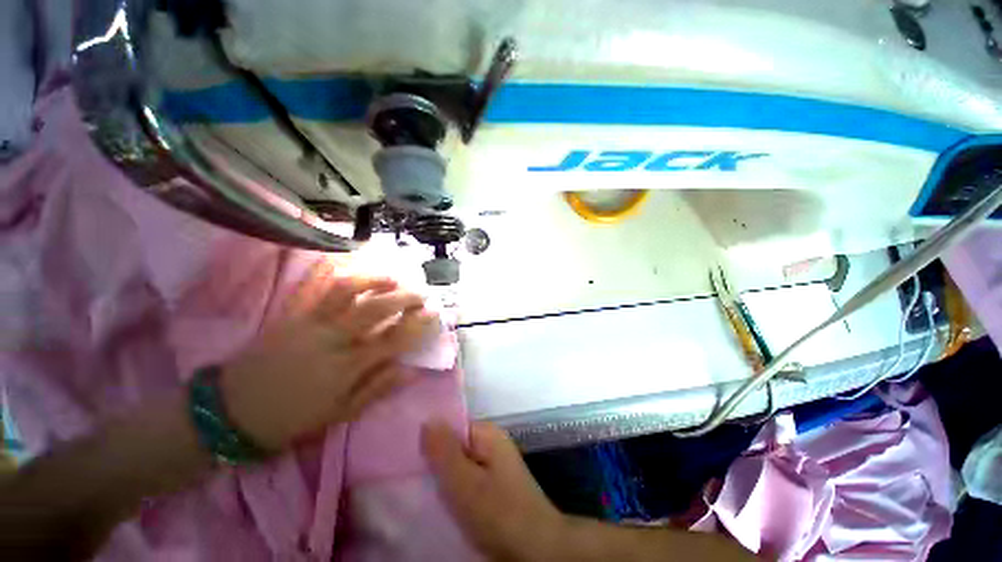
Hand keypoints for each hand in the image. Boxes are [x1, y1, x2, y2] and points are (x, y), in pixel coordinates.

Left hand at [221, 271, 438, 450]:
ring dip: (375, 280)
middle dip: (405, 297)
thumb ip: (377, 389)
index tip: (434, 313)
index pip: (394, 339)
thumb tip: (410, 371)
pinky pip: (322, 290)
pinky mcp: (295, 315)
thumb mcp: (339, 415)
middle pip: (376, 309)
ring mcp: (312, 323)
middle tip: (421, 294)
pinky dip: (345, 278)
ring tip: (393, 278)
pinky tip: (359, 275)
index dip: (418, 324)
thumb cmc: (291, 418)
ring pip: (347, 291)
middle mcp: (333, 340)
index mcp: (347, 368)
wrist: (231, 410)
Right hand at [421, 420, 569, 561]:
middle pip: (454, 445)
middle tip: (407, 475)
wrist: (536, 548)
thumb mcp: (464, 482)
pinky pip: (466, 480)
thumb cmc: (499, 512)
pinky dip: (452, 489)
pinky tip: (437, 501)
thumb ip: (443, 451)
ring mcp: (493, 466)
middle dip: (433, 460)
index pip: (451, 425)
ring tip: (415, 488)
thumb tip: (427, 419)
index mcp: (487, 434)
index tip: (406, 454)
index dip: (429, 438)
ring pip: (458, 465)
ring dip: (441, 477)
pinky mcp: (493, 487)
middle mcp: (491, 444)